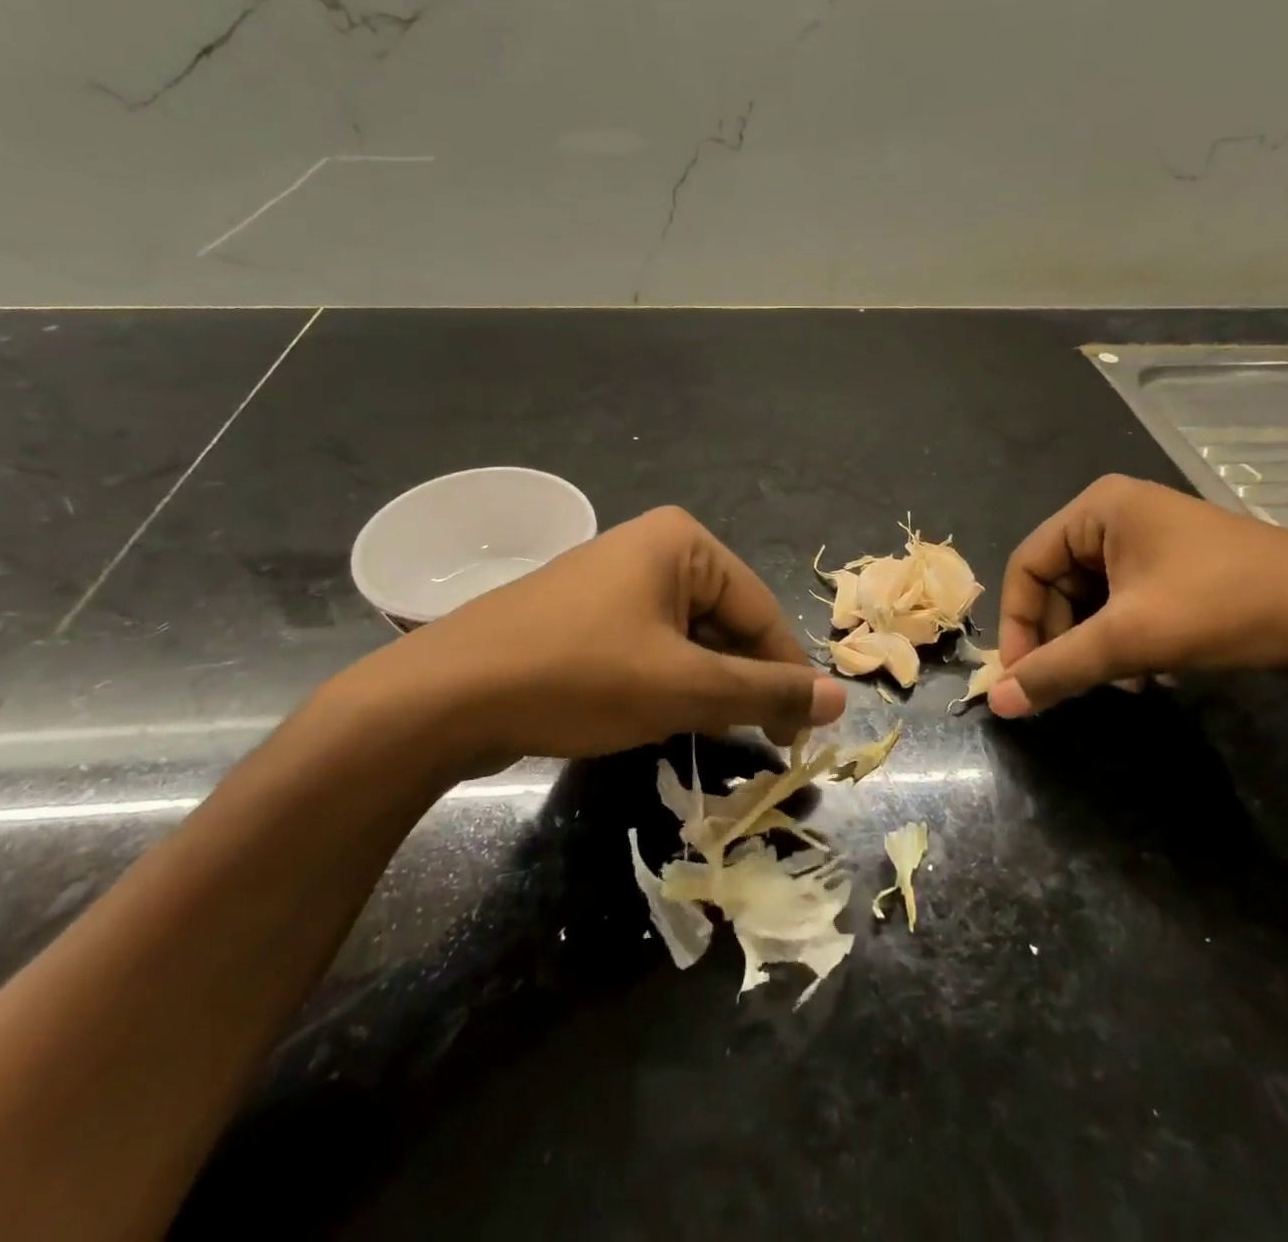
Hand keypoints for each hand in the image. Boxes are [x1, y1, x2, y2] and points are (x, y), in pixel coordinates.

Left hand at [324, 506, 847, 776]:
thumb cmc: (580, 675)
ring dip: (705, 687)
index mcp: (684, 543)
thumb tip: (841, 699)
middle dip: (742, 683)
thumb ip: (765, 691)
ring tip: (706, 733)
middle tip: (761, 744)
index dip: (787, 676)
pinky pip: (650, 645)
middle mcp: (653, 548)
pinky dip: (666, 682)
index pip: (763, 611)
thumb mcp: (684, 687)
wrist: (446, 695)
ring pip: (688, 639)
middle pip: (726, 622)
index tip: (802, 736)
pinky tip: (658, 717)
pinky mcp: (587, 613)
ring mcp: (614, 579)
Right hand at [990, 475, 1287, 717]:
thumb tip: (998, 704)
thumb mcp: (1129, 640)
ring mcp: (1150, 537)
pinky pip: (1123, 602)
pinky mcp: (1176, 564)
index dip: (1018, 624)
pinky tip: (1149, 673)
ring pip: (1091, 598)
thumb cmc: (1223, 608)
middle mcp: (1117, 513)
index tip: (1023, 678)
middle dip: (1064, 639)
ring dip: (1094, 645)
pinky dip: (1123, 640)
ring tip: (1121, 683)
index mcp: (1098, 508)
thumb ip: (1057, 670)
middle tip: (1073, 685)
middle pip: (1058, 584)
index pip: (1027, 566)